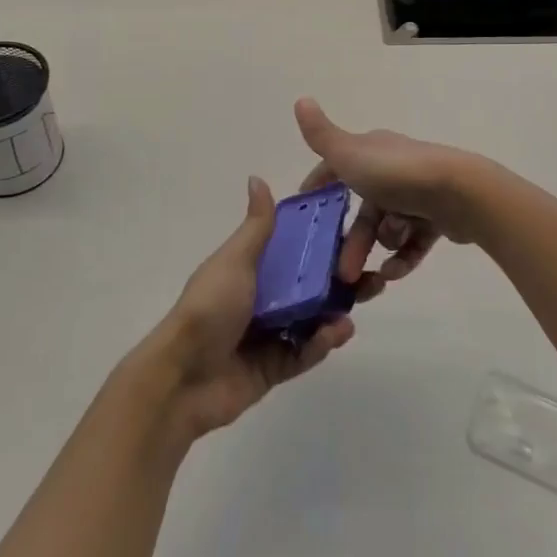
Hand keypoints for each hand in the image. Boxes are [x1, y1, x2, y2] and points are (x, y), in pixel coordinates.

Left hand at [136, 176, 354, 441]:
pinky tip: (339, 332)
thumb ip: (256, 226)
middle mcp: (263, 297)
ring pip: (313, 318)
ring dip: (337, 309)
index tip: (354, 229)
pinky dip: (322, 342)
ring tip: (364, 299)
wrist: (183, 378)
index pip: (293, 248)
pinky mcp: (274, 367)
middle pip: (310, 284)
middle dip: (340, 278)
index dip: (322, 240)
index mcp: (252, 267)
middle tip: (373, 274)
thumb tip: (257, 177)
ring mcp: (269, 333)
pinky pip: (305, 351)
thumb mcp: (235, 260)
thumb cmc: (210, 308)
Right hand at [294, 98, 488, 303]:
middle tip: (341, 272)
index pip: (338, 166)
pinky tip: (392, 274)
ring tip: (376, 273)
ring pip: (388, 227)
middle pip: (364, 209)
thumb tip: (300, 99)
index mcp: (372, 150)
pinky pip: (413, 242)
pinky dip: (402, 258)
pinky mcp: (437, 217)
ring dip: (378, 248)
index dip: (320, 184)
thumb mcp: (349, 154)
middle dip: (351, 240)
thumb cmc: (396, 173)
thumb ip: (321, 136)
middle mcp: (394, 169)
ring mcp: (417, 193)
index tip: (305, 209)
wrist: (457, 191)